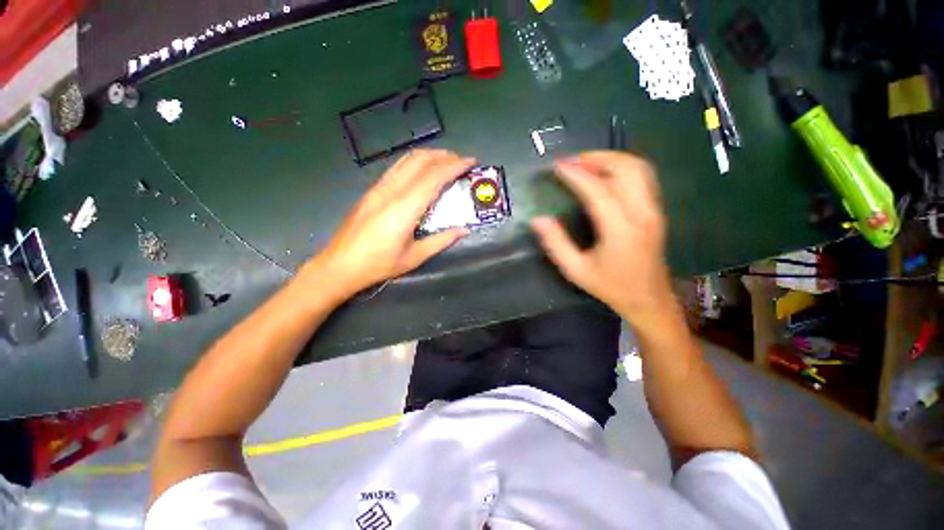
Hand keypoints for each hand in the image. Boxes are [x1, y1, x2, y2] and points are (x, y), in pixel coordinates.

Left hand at [307, 149, 475, 298]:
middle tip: (462, 161)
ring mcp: (378, 188)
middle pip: (420, 162)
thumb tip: (464, 230)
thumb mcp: (414, 257)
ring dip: (429, 156)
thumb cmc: (379, 265)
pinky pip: (397, 167)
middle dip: (444, 156)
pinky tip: (423, 169)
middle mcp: (391, 192)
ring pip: (407, 160)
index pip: (433, 178)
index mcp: (404, 209)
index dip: (454, 166)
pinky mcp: (372, 190)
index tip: (470, 162)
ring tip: (446, 160)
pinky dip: (415, 162)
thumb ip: (441, 240)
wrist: (339, 265)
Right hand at [530, 151, 672, 324]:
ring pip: (639, 168)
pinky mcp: (657, 210)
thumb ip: (555, 244)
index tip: (556, 166)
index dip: (575, 175)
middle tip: (571, 161)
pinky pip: (644, 176)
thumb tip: (537, 219)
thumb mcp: (576, 270)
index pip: (597, 190)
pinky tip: (606, 173)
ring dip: (612, 158)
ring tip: (586, 162)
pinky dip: (623, 166)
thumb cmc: (611, 287)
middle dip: (596, 158)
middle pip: (626, 168)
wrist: (649, 299)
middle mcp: (642, 213)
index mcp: (620, 230)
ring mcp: (653, 209)